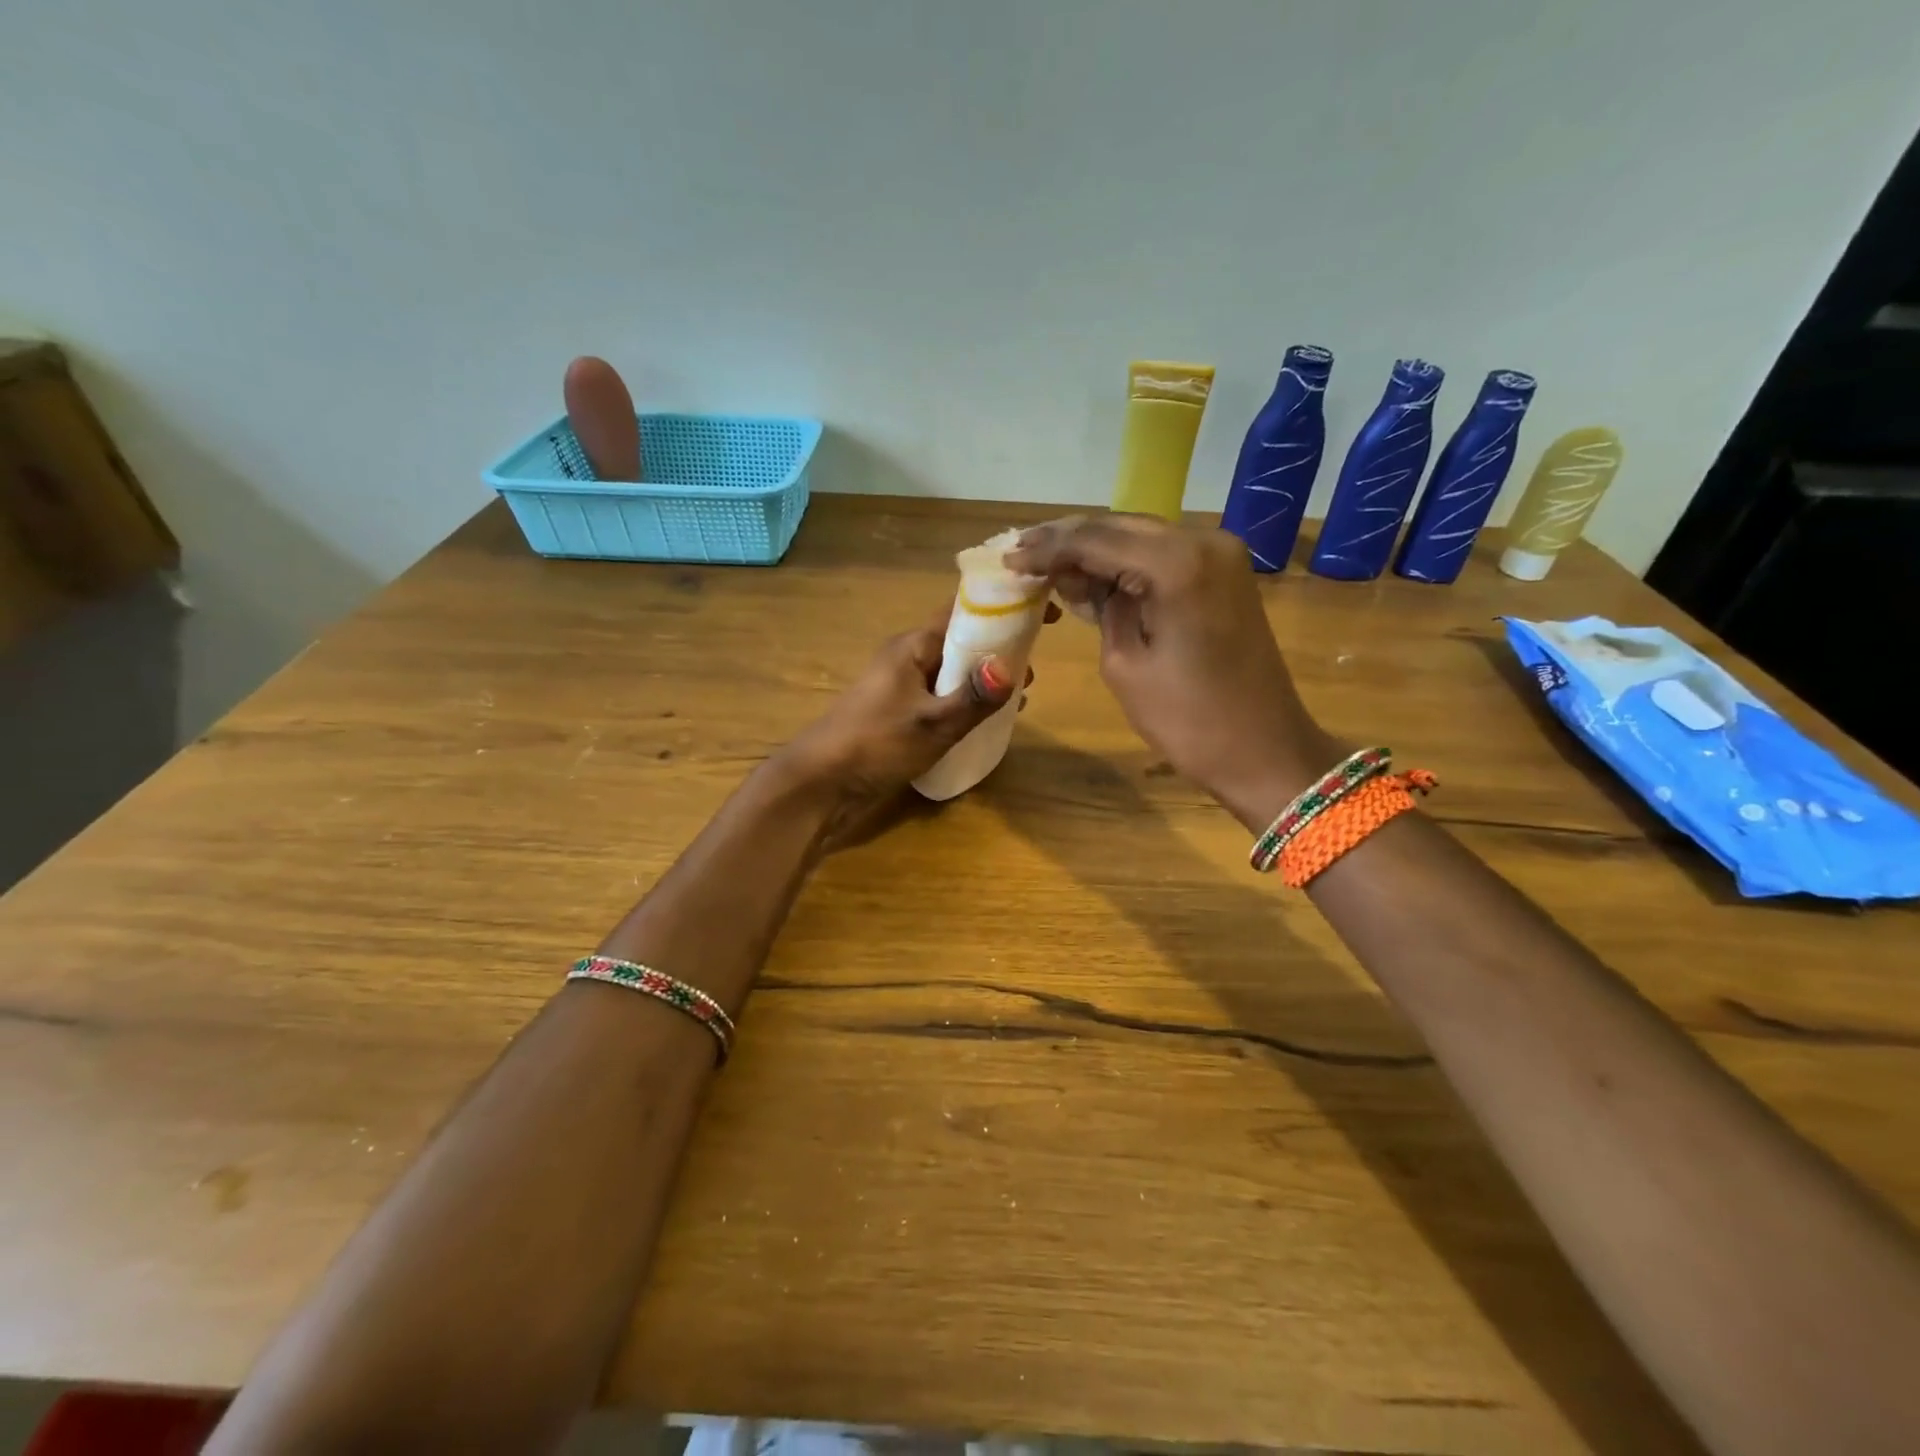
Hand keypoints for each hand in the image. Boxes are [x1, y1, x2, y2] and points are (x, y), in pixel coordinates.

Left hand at [771, 605, 1040, 849]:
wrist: (820, 784)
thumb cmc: (875, 744)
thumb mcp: (933, 723)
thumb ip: (973, 697)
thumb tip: (1012, 668)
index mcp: (913, 646)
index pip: (964, 610)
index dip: (1004, 607)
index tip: (1043, 615)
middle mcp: (908, 657)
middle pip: (962, 640)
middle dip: (1000, 649)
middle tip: (1035, 670)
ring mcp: (901, 686)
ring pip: (954, 670)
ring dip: (985, 679)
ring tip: (1021, 697)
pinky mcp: (899, 712)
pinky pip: (942, 695)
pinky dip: (968, 700)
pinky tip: (988, 721)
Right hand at [1005, 514, 1334, 829]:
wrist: (1265, 751)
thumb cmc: (1189, 720)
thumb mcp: (1126, 665)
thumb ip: (1100, 607)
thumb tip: (1080, 577)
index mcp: (1177, 563)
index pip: (1096, 540)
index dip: (1048, 549)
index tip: (1009, 559)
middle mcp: (1203, 541)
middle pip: (1119, 527)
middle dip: (1068, 540)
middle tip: (1021, 553)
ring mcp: (1220, 555)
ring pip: (1140, 537)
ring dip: (1095, 548)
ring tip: (1045, 561)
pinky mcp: (1225, 574)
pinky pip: (1163, 556)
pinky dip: (1126, 562)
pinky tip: (1091, 573)